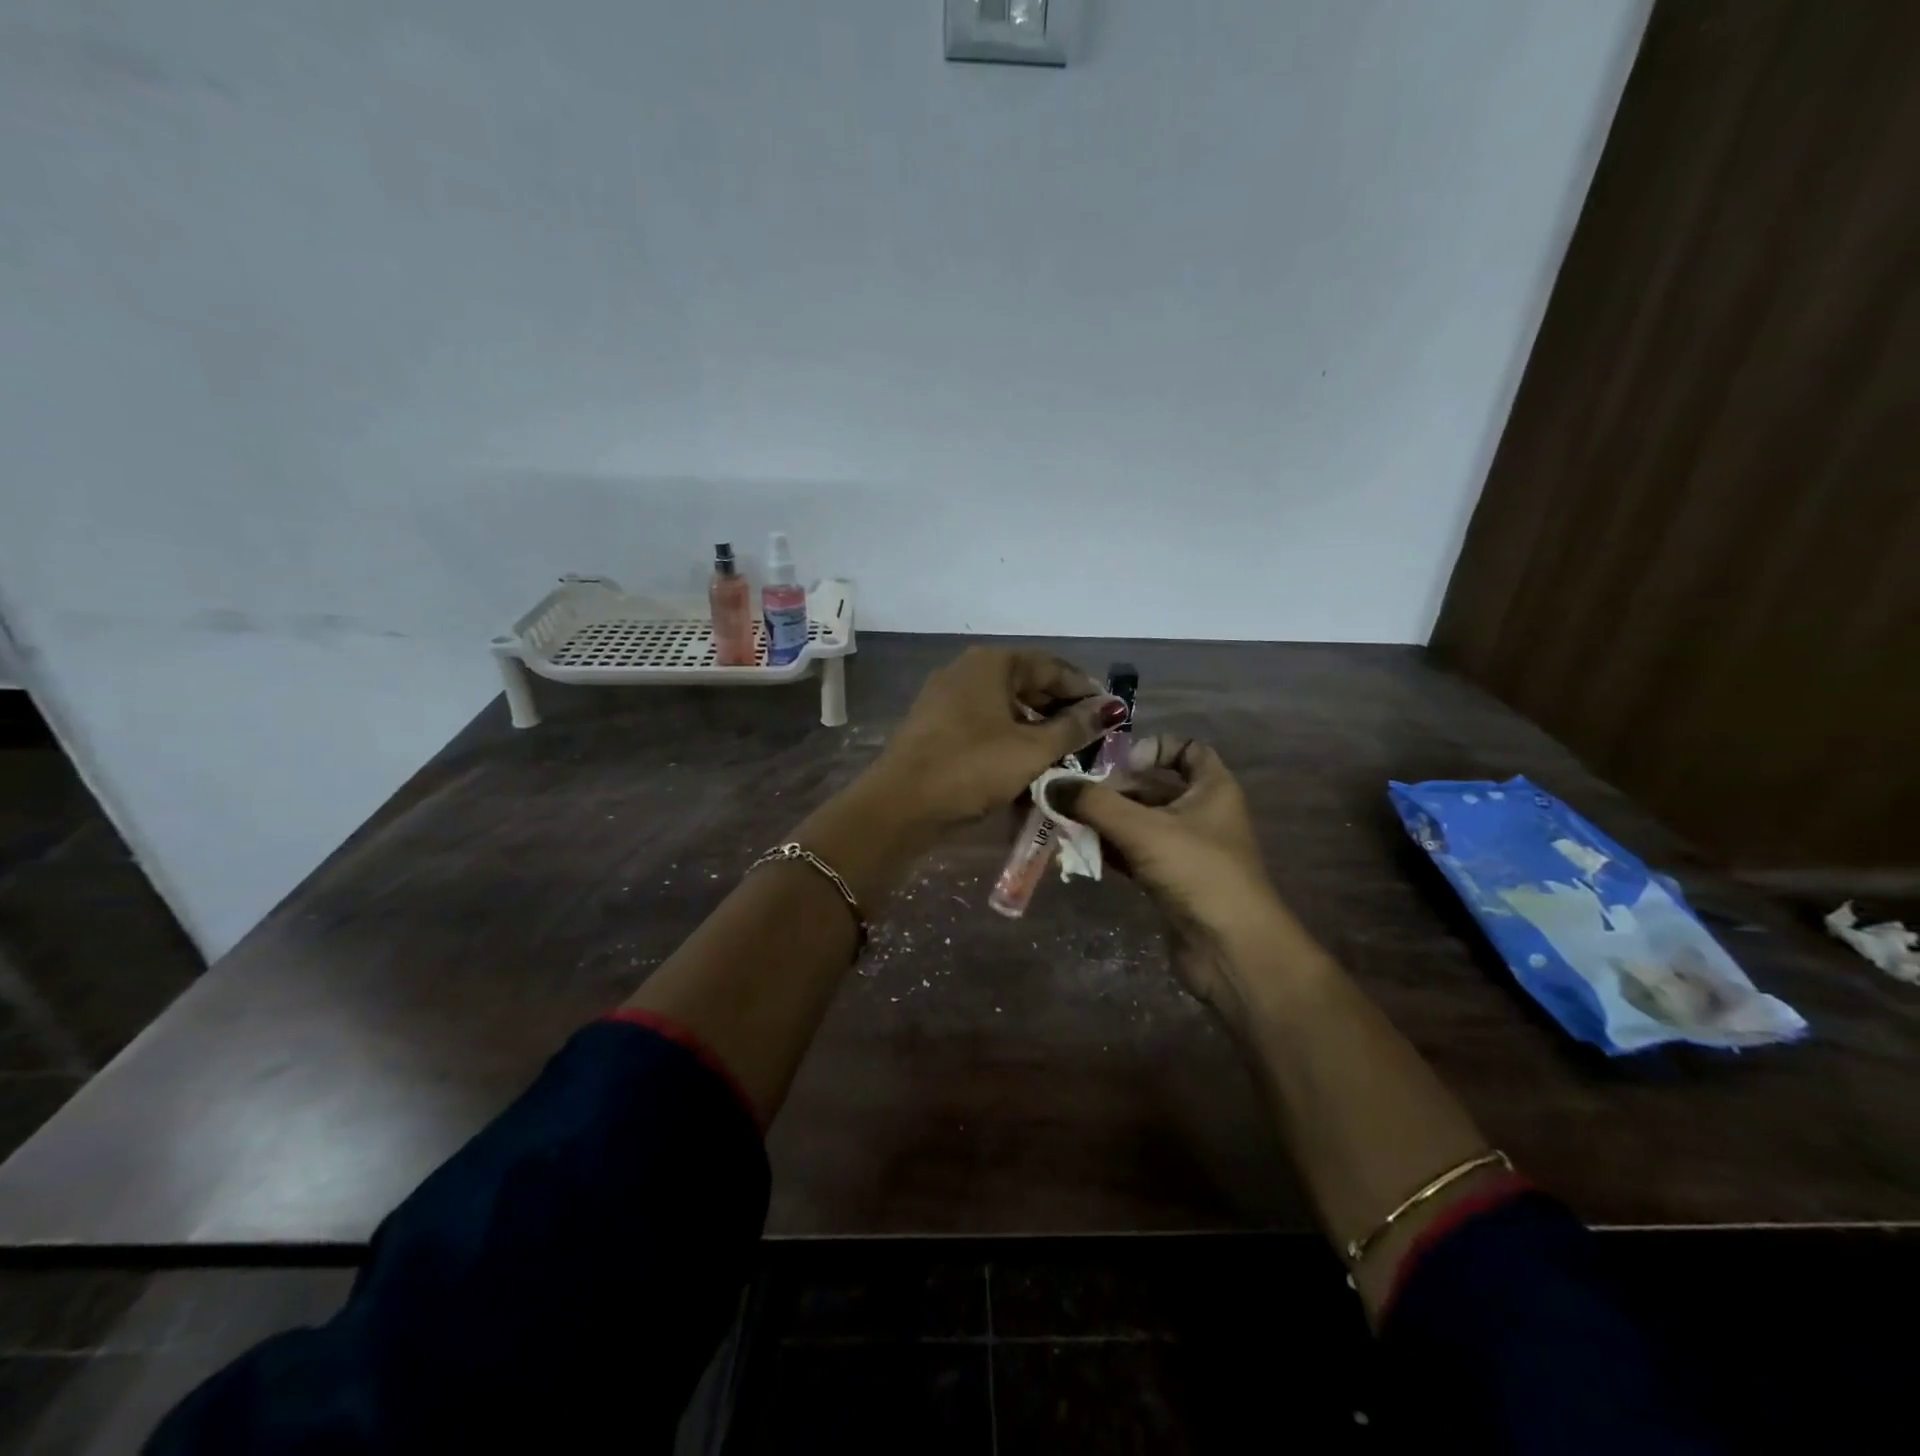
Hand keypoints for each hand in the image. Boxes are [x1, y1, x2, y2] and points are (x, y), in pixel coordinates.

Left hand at [868, 648, 1123, 830]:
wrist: (899, 805)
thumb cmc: (971, 768)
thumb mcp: (1031, 750)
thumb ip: (1074, 727)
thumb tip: (1110, 709)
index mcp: (991, 662)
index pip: (1051, 666)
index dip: (1084, 690)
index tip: (1110, 715)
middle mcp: (967, 670)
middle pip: (1026, 683)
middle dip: (1060, 710)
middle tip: (1089, 739)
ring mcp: (946, 698)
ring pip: (1004, 706)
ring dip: (1035, 728)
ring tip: (1063, 756)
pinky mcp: (935, 726)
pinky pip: (984, 724)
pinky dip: (1009, 739)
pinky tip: (1025, 764)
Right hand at [1054, 736, 1289, 1006]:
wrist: (1231, 950)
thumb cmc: (1197, 872)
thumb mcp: (1142, 829)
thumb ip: (1094, 803)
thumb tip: (1049, 784)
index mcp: (1212, 788)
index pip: (1187, 749)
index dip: (1153, 748)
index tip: (1120, 763)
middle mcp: (1202, 813)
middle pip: (1152, 787)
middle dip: (1113, 789)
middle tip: (1072, 795)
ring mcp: (1187, 849)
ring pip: (1139, 822)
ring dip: (1105, 820)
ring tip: (1065, 820)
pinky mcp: (1171, 880)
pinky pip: (1135, 853)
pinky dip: (1110, 849)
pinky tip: (1079, 850)